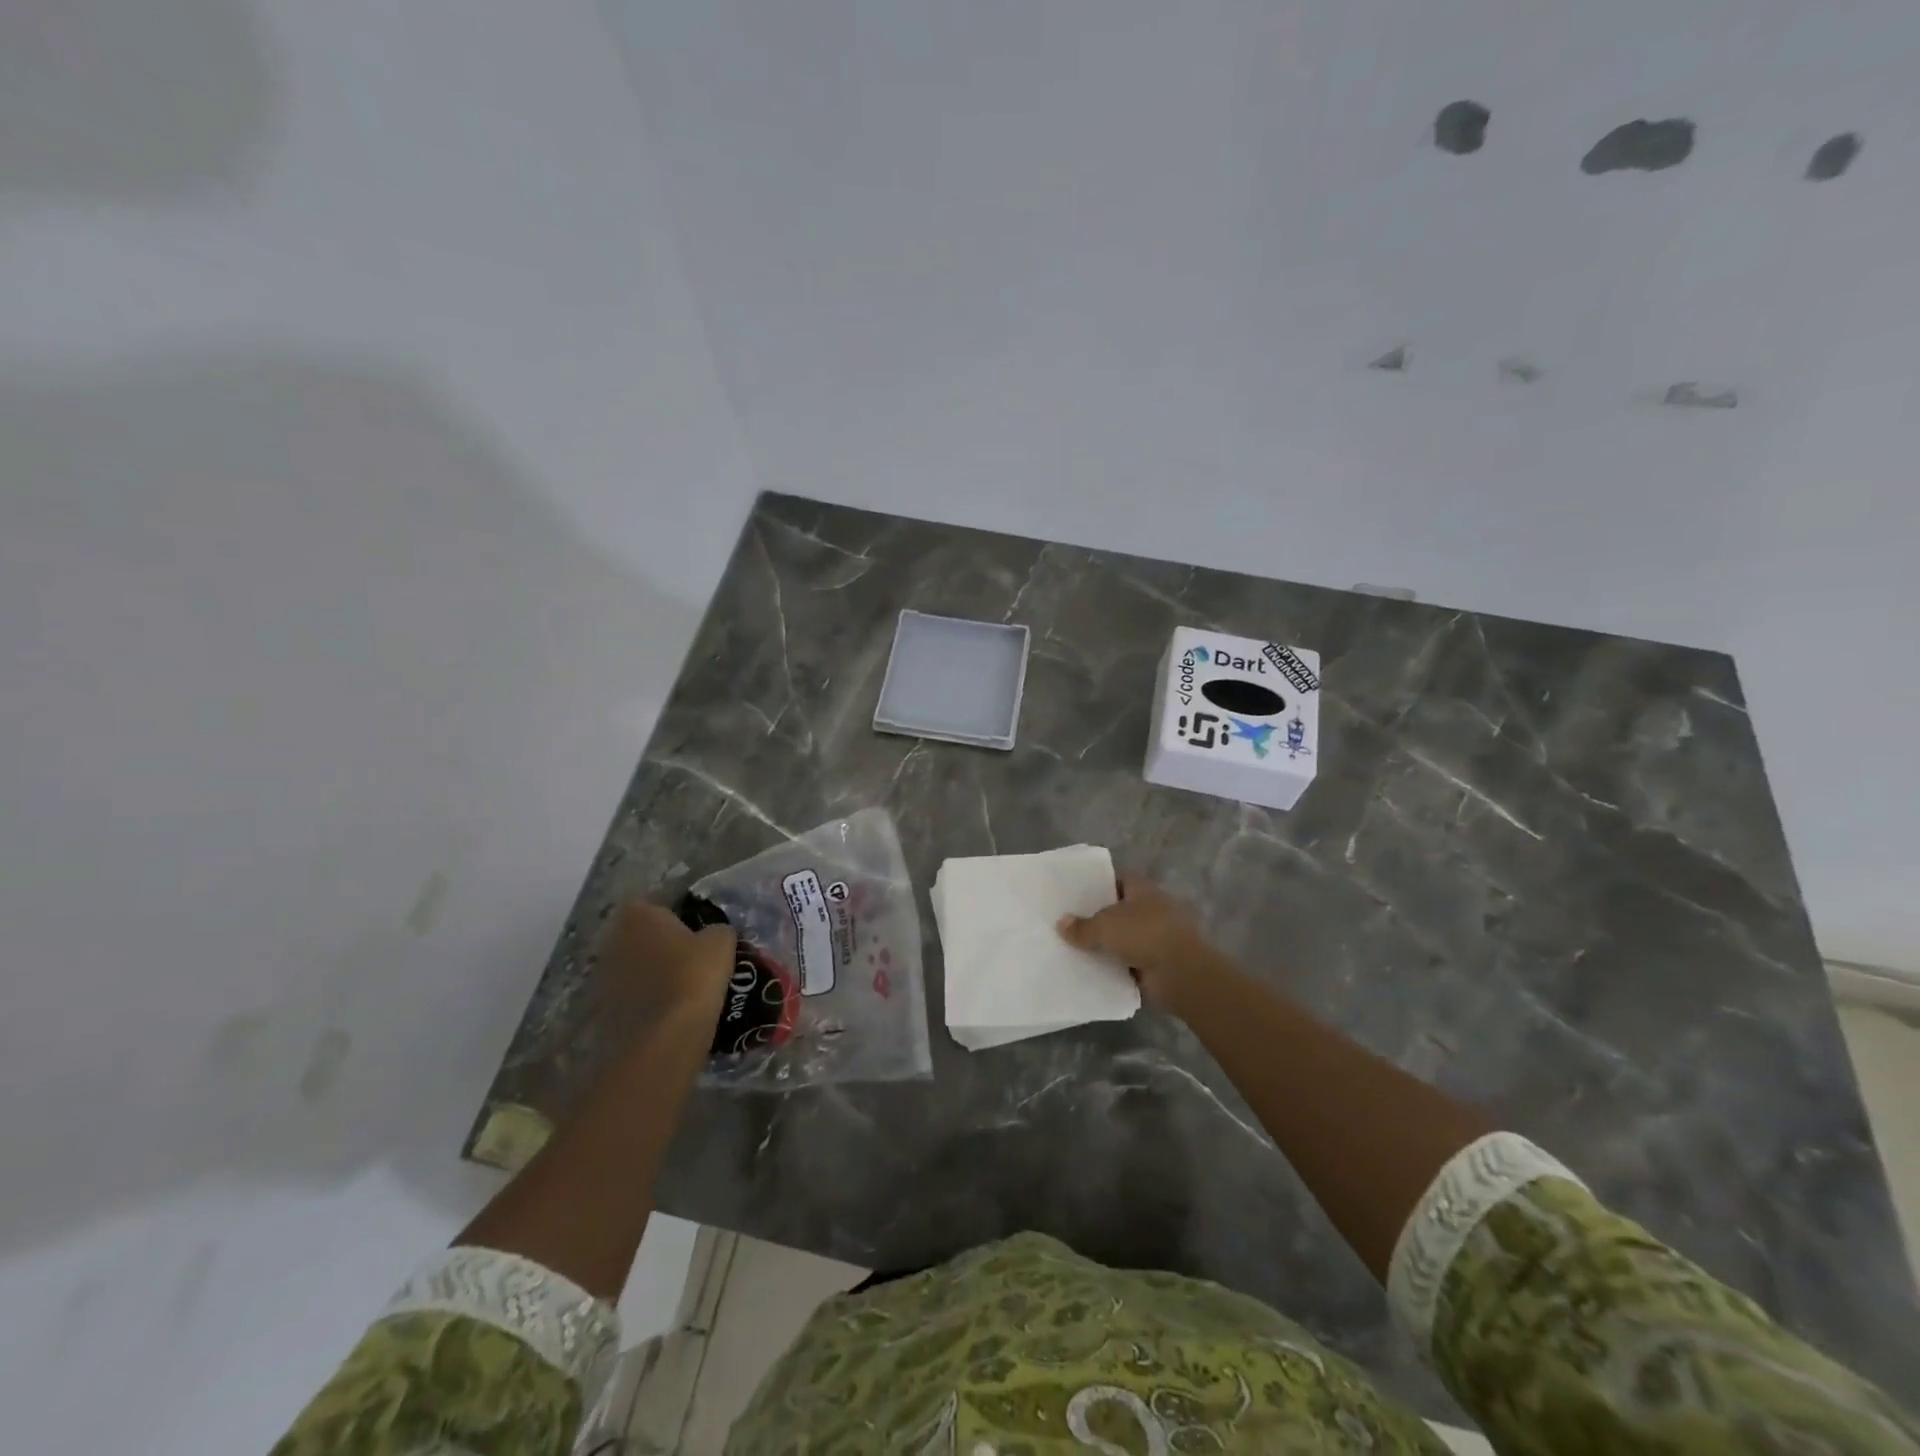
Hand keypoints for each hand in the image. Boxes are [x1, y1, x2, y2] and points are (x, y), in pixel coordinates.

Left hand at [599, 901, 736, 1028]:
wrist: (664, 1036)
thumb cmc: (693, 975)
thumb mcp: (721, 942)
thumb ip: (716, 929)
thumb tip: (713, 934)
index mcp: (638, 915)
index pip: (652, 902)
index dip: (673, 913)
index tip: (693, 927)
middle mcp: (612, 939)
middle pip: (639, 934)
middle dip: (659, 942)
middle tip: (688, 955)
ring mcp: (603, 975)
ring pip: (632, 965)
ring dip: (650, 971)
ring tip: (680, 985)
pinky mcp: (602, 1008)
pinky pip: (629, 994)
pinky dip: (644, 998)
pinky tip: (667, 1008)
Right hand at [1056, 876, 1223, 1015]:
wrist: (1182, 974)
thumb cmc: (1144, 935)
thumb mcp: (1105, 926)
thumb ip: (1081, 926)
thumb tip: (1061, 923)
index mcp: (1142, 889)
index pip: (1117, 879)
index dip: (1097, 884)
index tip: (1074, 894)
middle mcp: (1151, 908)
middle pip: (1119, 908)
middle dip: (1098, 916)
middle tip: (1069, 922)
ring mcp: (1156, 936)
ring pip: (1123, 936)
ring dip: (1106, 943)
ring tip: (1075, 947)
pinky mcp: (1157, 961)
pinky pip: (1129, 960)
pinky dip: (1115, 965)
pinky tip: (1092, 968)